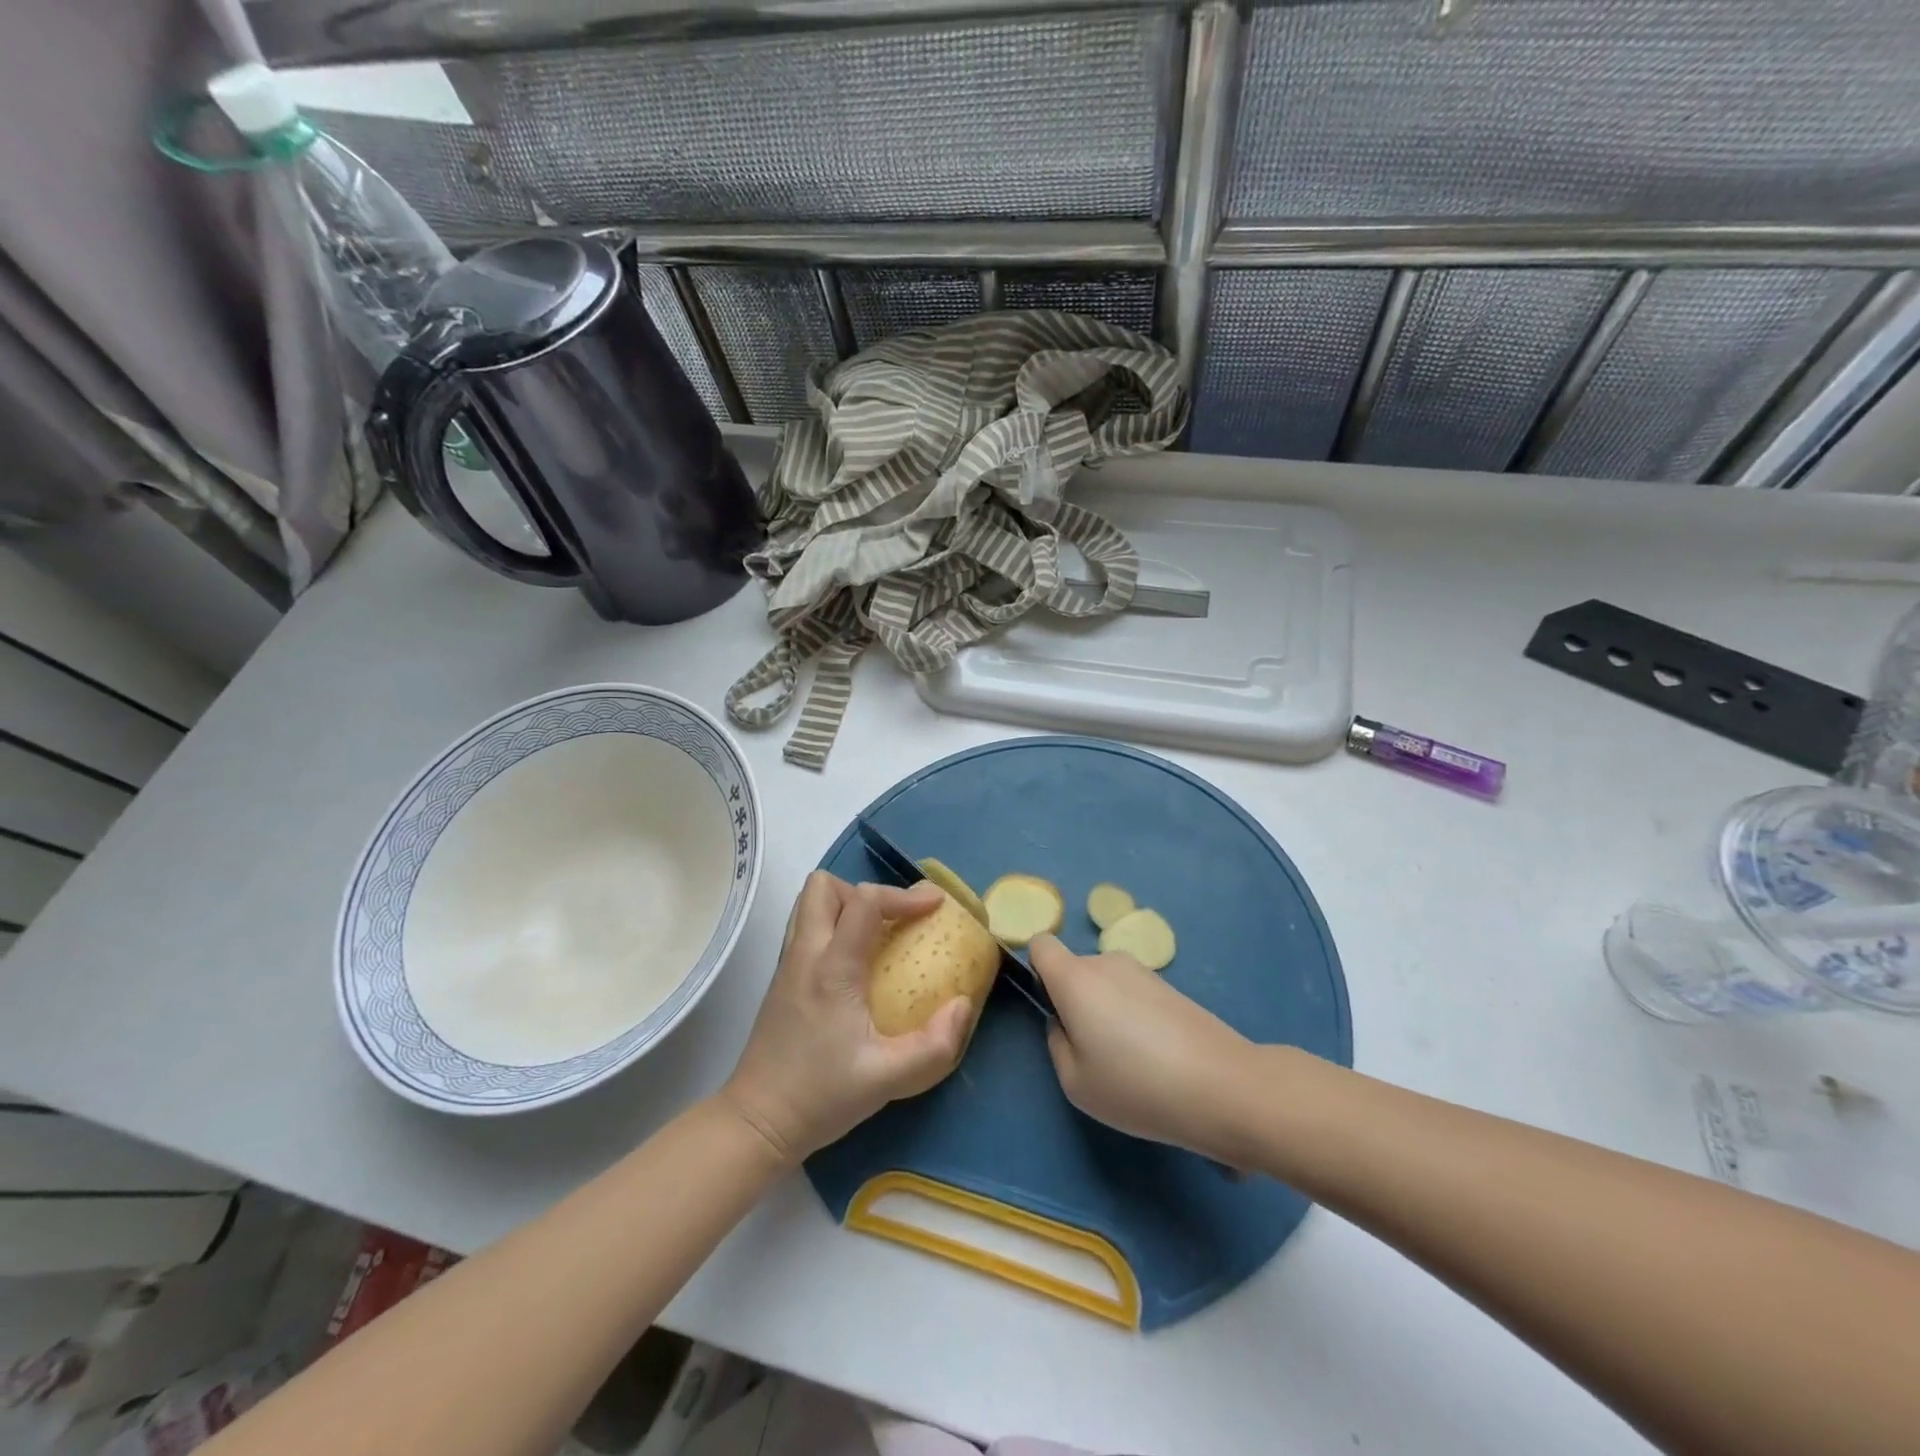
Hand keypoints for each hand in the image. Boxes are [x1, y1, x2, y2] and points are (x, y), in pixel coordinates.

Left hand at [720, 872, 973, 1164]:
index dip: (903, 895)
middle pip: (824, 887)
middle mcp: (805, 954)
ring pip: (808, 903)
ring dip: (845, 906)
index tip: (935, 907)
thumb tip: (963, 1005)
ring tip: (875, 937)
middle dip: (865, 893)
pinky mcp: (781, 979)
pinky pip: (806, 928)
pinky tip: (855, 965)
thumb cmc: (821, 1097)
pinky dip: (833, 927)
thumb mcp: (888, 1079)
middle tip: (893, 922)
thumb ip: (934, 1045)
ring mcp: (787, 964)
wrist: (757, 1123)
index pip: (864, 901)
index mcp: (832, 968)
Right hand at [1030, 934, 1255, 1162]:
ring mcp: (1143, 972)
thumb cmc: (1137, 1086)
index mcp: (1075, 978)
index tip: (1049, 1007)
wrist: (1223, 1086)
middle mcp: (1106, 962)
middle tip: (1092, 1051)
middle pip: (1075, 969)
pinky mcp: (1171, 987)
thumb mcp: (1075, 1082)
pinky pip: (1133, 994)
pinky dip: (1134, 1018)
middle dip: (1074, 1001)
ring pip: (1105, 984)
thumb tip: (1064, 1022)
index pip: (1041, 945)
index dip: (1037, 971)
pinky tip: (1157, 1058)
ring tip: (1131, 1061)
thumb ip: (1057, 1043)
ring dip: (1106, 1011)